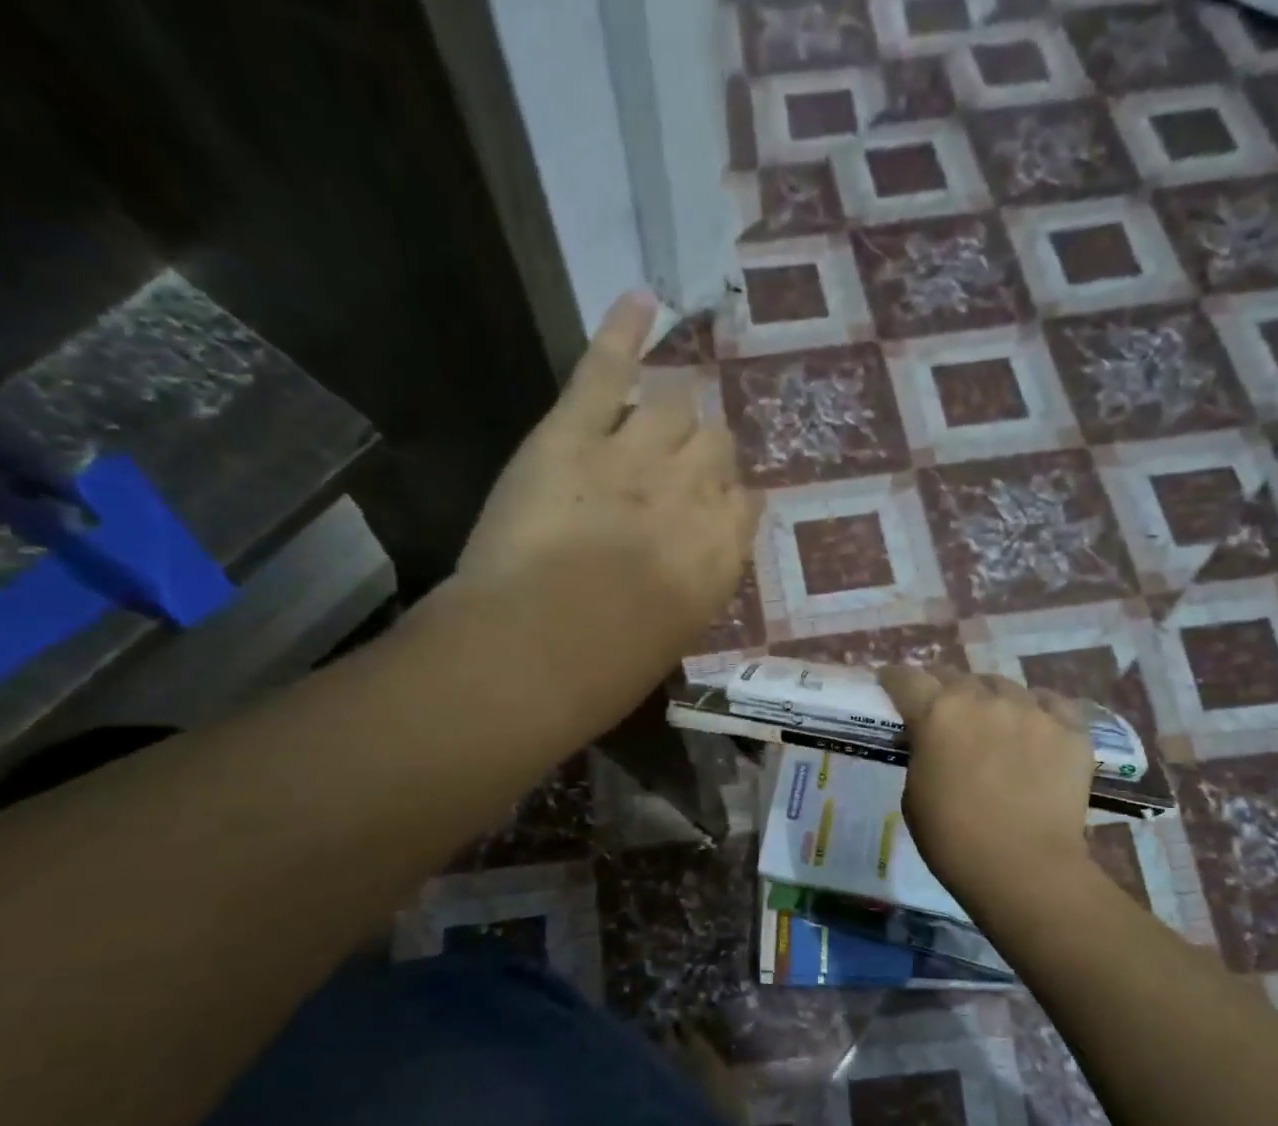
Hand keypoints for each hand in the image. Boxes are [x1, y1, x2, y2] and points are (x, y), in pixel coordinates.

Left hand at [451, 291, 759, 648]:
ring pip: (674, 405)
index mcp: (721, 553)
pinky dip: (624, 330)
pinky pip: (607, 367)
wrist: (533, 651)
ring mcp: (635, 453)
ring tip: (651, 419)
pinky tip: (643, 301)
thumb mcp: (671, 640)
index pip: (744, 502)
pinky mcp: (573, 431)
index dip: (725, 502)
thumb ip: (691, 589)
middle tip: (671, 473)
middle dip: (699, 455)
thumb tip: (689, 565)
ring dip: (667, 414)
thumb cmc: (603, 672)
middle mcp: (693, 492)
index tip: (708, 512)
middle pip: (715, 445)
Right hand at [879, 665, 1099, 902]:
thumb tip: (929, 741)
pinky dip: (1036, 708)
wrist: (1024, 868)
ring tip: (989, 717)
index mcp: (936, 714)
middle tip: (938, 706)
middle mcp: (983, 699)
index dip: (893, 679)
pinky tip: (1033, 723)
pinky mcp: (1070, 728)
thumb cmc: (953, 839)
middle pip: (954, 675)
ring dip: (988, 696)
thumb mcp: (914, 794)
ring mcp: (1031, 710)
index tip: (890, 684)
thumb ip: (921, 754)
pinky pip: (1050, 702)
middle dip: (940, 686)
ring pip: (1003, 685)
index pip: (906, 678)